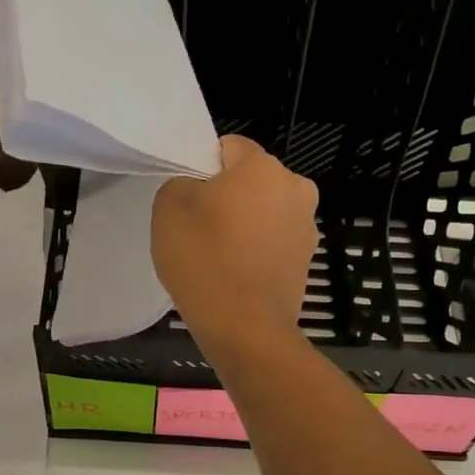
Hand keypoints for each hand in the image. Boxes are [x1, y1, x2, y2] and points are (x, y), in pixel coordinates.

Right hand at [152, 135, 317, 354]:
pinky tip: (236, 277)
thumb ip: (181, 184)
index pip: (229, 147)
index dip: (203, 168)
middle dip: (229, 197)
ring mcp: (306, 229)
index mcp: (264, 167)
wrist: (244, 327)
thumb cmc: (204, 260)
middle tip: (200, 230)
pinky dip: (257, 254)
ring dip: (246, 226)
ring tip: (219, 259)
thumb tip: (198, 191)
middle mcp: (296, 190)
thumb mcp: (169, 207)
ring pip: (265, 215)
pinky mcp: (306, 264)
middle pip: (252, 182)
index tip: (189, 200)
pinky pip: (273, 246)